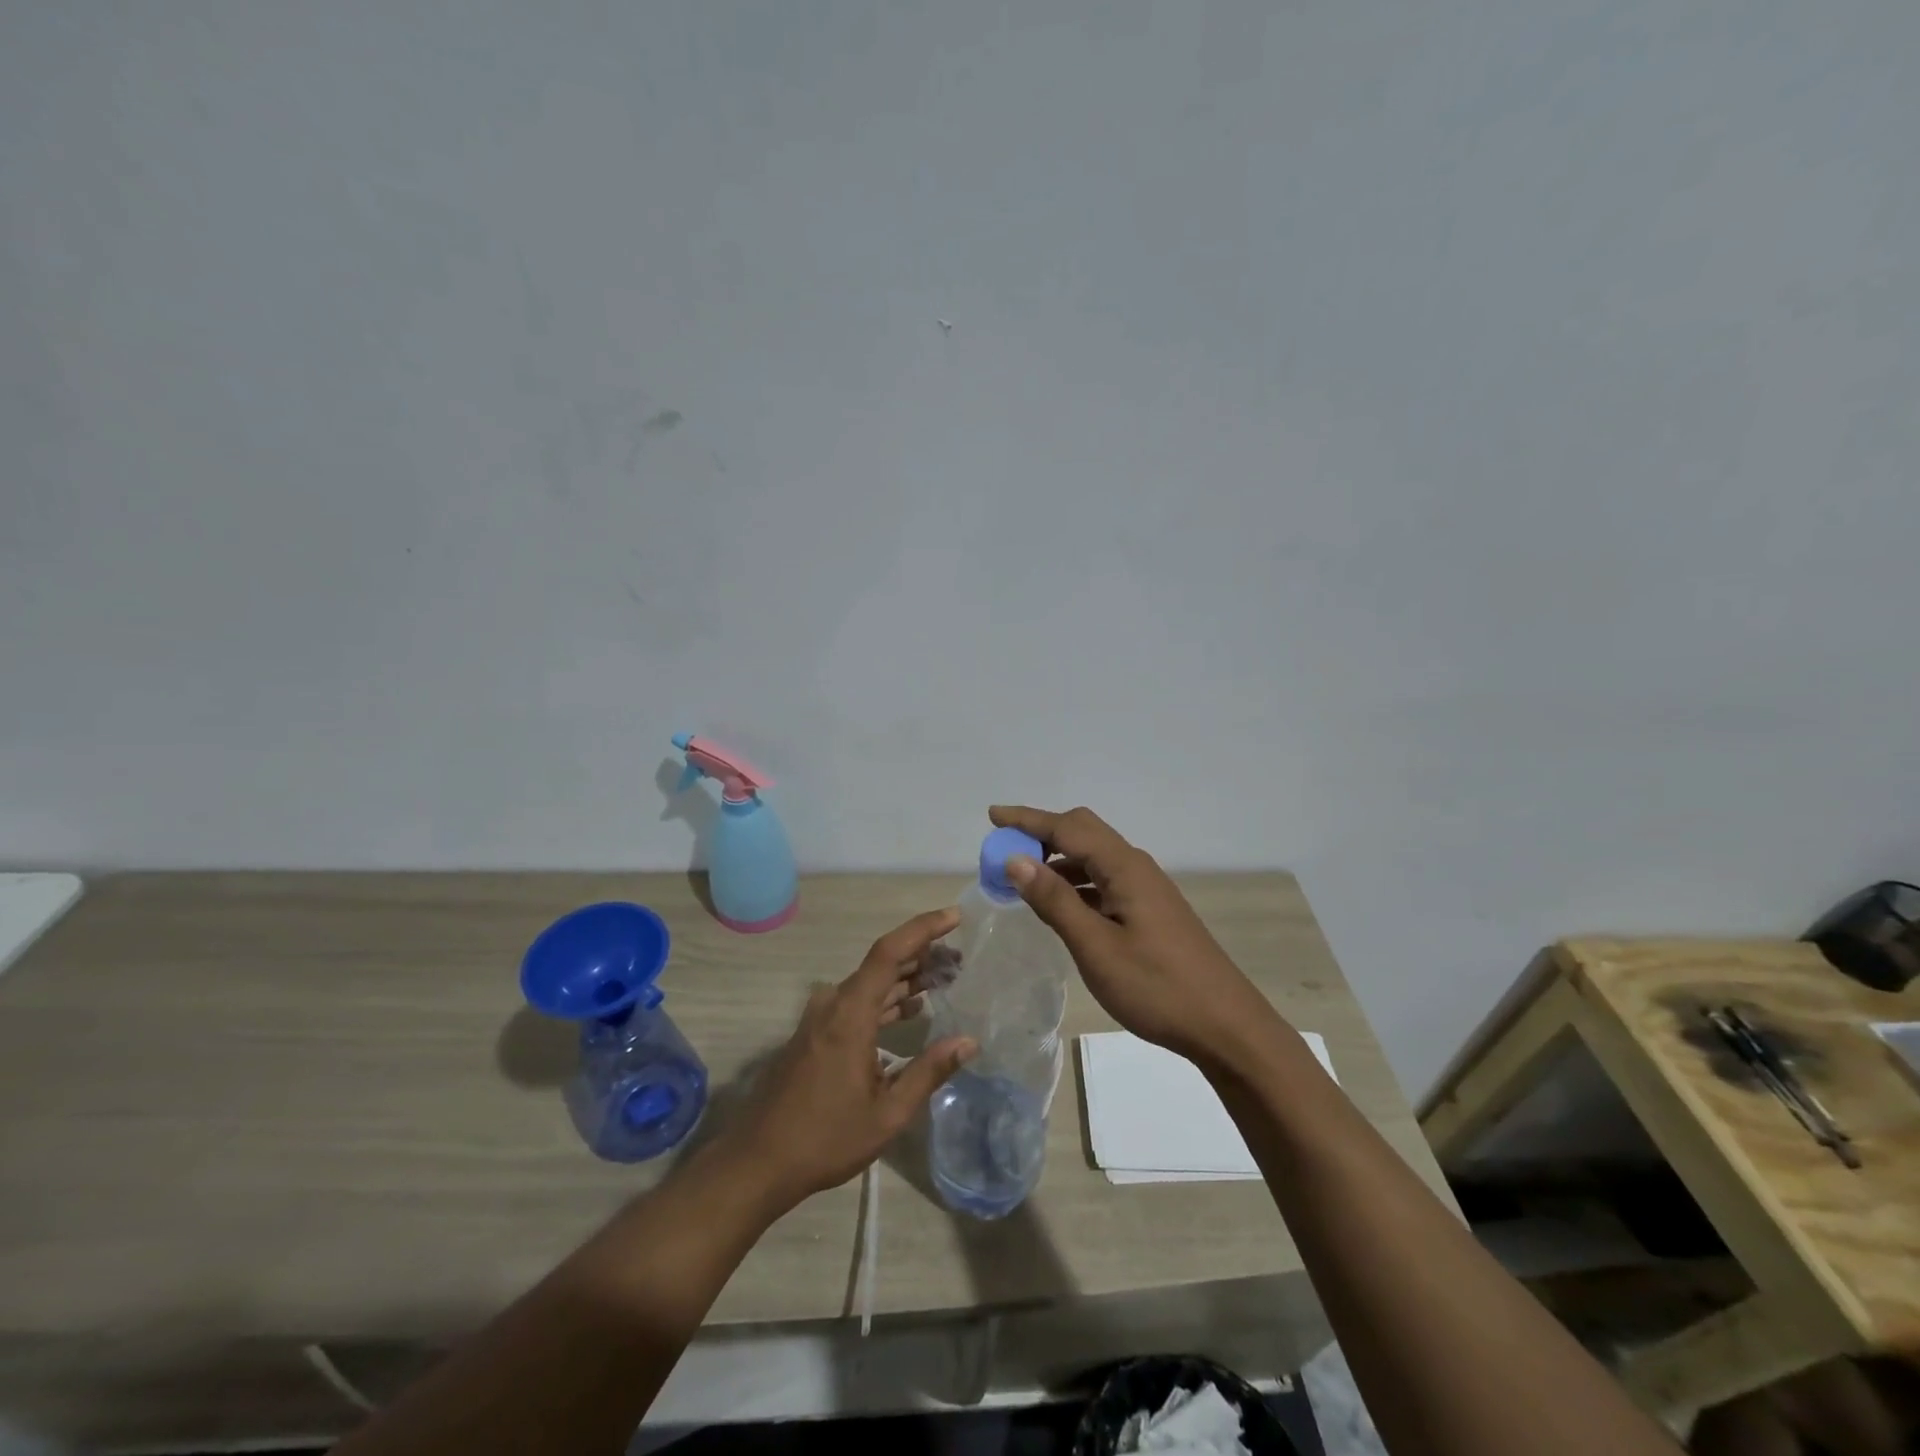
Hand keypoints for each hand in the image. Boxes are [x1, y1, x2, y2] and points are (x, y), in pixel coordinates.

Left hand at [722, 908, 976, 1209]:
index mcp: (850, 1013)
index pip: (889, 952)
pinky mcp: (817, 1031)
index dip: (923, 929)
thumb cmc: (825, 1138)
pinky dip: (888, 999)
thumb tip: (969, 1042)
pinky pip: (859, 1001)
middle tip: (961, 957)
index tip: (955, 917)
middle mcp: (834, 1003)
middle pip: (883, 963)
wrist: (759, 1161)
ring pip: (871, 982)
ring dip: (907, 977)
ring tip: (946, 977)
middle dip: (923, 954)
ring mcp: (822, 1016)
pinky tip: (912, 1008)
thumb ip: (929, 1072)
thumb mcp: (888, 1113)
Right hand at [989, 804, 1283, 1066]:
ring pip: (1094, 857)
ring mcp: (1146, 889)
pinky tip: (1060, 905)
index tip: (992, 816)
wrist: (1224, 1025)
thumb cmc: (1157, 987)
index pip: (1068, 827)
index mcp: (1124, 868)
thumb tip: (1016, 860)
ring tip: (1022, 878)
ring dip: (1057, 859)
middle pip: (1084, 832)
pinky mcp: (1150, 910)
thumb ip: (1055, 901)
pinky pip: (1104, 880)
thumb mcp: (1096, 947)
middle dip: (1042, 833)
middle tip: (1005, 848)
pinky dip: (1075, 882)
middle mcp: (1136, 867)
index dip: (1028, 820)